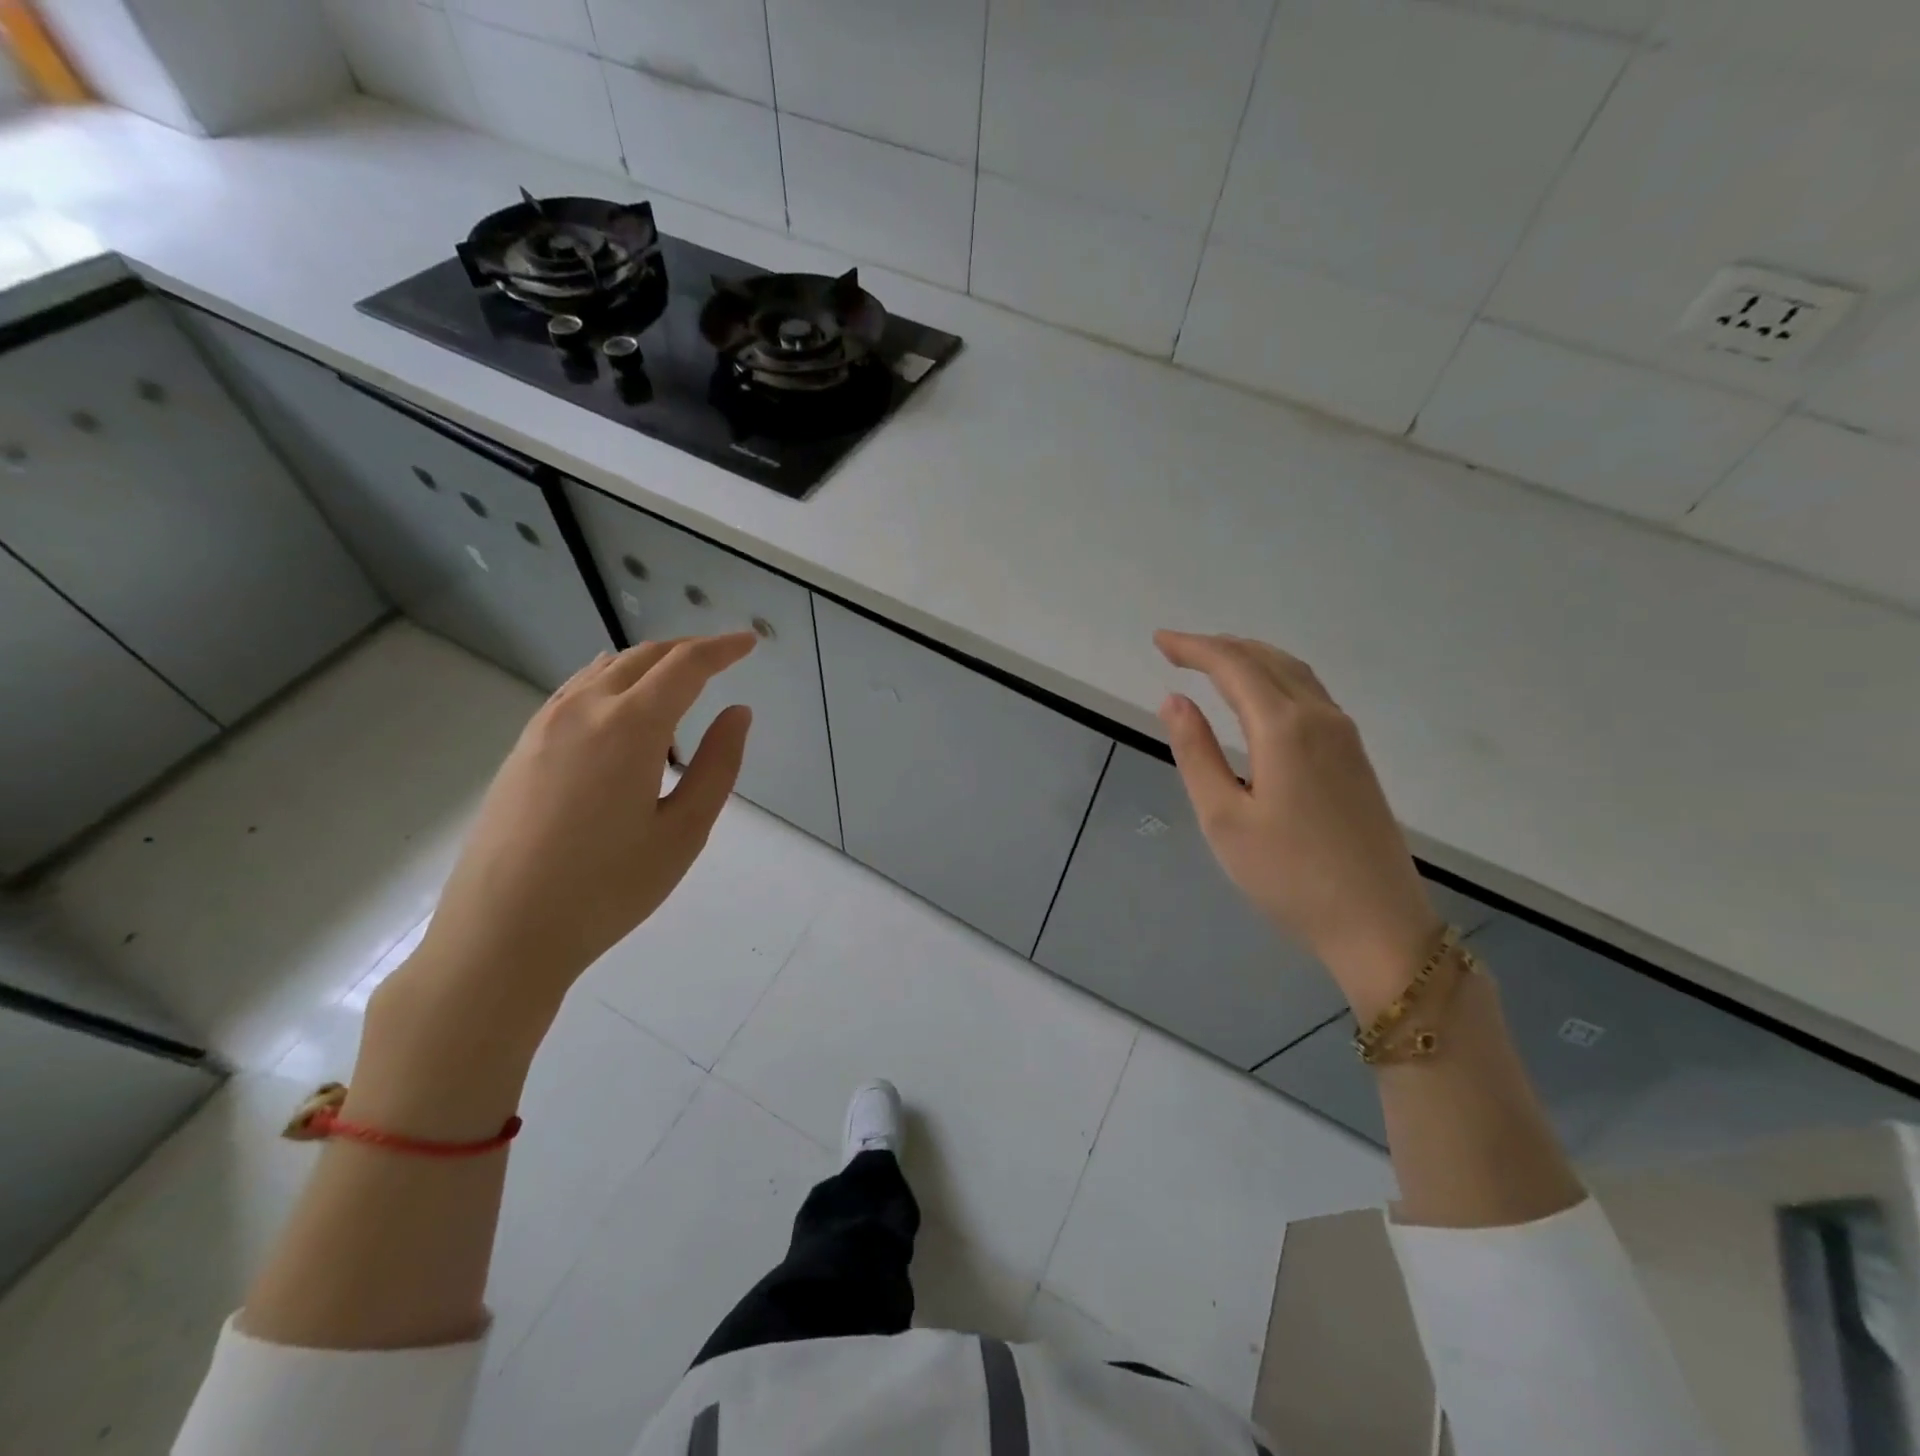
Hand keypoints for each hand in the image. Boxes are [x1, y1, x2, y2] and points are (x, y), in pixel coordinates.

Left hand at [396, 634, 755, 1032]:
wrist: (502, 932)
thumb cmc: (608, 888)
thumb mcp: (684, 832)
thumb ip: (717, 765)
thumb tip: (737, 713)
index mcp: (630, 727)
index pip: (686, 666)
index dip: (723, 649)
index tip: (750, 642)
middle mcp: (584, 710)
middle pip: (644, 657)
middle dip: (689, 651)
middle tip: (723, 661)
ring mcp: (545, 725)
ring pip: (607, 669)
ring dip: (650, 666)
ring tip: (680, 690)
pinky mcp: (523, 747)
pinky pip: (577, 691)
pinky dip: (613, 684)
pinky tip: (623, 713)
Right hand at [1154, 631, 1440, 1013]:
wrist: (1378, 924)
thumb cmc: (1289, 876)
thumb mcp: (1223, 818)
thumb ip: (1196, 752)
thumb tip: (1175, 700)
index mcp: (1284, 728)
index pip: (1233, 666)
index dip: (1193, 648)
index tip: (1159, 641)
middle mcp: (1320, 718)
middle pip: (1267, 659)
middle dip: (1219, 646)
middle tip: (1177, 649)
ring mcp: (1344, 736)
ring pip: (1294, 673)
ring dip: (1250, 657)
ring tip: (1212, 661)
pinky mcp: (1355, 757)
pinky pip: (1310, 693)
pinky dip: (1275, 677)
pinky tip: (1260, 696)